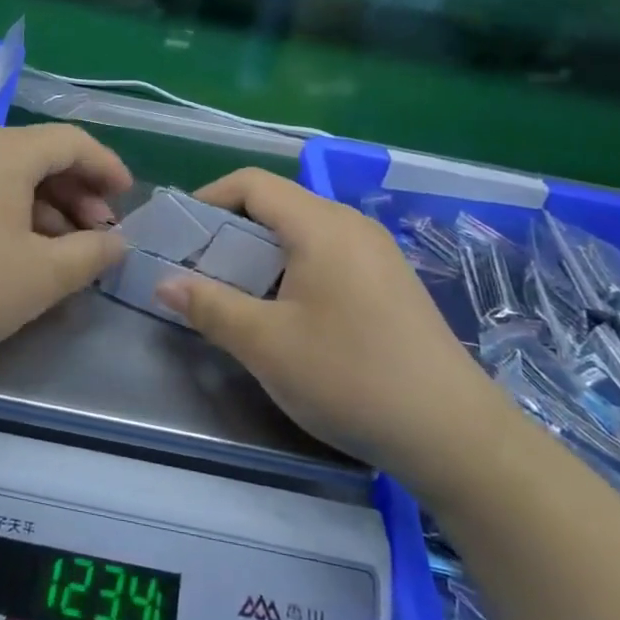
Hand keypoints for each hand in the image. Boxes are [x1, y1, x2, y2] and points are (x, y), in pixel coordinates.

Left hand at [0, 125, 130, 384]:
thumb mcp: (41, 275)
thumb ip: (91, 254)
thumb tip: (117, 242)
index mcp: (2, 150)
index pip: (70, 141)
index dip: (107, 167)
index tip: (129, 200)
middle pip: (37, 156)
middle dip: (77, 193)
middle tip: (99, 237)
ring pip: (6, 177)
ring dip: (44, 208)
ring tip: (63, 253)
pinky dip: (10, 215)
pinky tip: (18, 254)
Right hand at [152, 169, 511, 493]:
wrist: (455, 436)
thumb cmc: (350, 377)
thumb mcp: (265, 344)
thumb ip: (209, 306)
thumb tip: (164, 283)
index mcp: (321, 225)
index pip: (251, 183)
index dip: (207, 198)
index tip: (179, 235)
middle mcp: (351, 226)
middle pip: (277, 204)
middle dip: (229, 230)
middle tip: (198, 270)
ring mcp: (376, 254)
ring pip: (301, 232)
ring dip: (259, 253)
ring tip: (234, 293)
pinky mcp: (390, 283)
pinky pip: (327, 255)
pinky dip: (291, 269)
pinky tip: (285, 313)